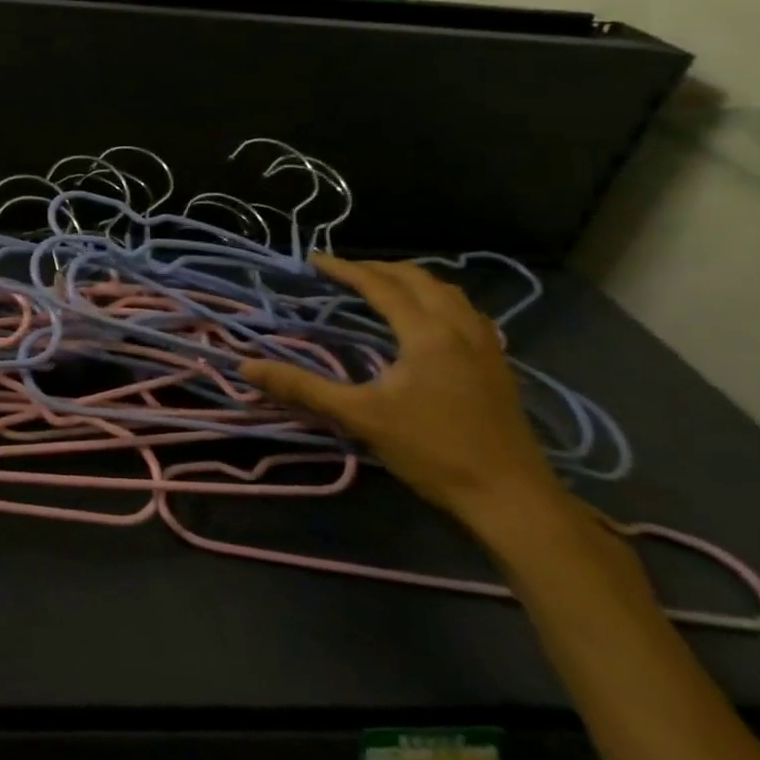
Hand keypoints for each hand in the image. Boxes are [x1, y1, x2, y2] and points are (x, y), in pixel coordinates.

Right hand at [240, 255, 564, 533]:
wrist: (512, 498)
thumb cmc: (433, 452)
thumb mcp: (360, 417)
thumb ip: (303, 388)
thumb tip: (247, 367)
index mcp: (428, 334)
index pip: (381, 286)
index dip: (346, 269)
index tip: (314, 260)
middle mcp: (461, 328)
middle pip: (419, 279)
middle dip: (378, 268)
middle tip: (344, 271)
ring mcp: (486, 346)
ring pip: (449, 293)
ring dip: (412, 281)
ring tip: (382, 286)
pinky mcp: (498, 366)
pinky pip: (466, 312)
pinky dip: (438, 300)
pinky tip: (428, 320)